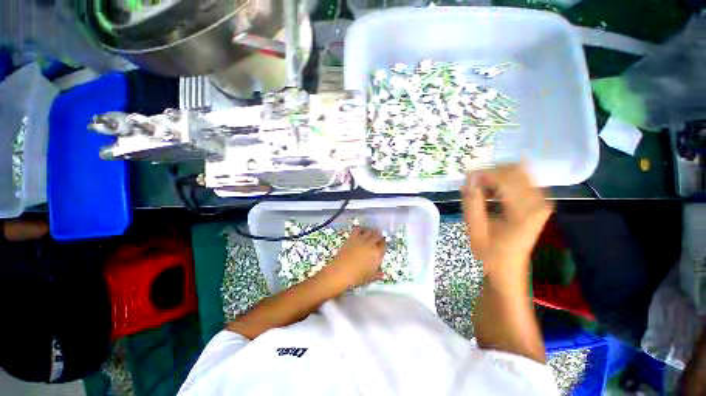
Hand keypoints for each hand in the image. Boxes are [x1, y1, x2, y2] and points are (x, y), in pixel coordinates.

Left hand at [324, 227, 385, 288]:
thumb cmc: (357, 277)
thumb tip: (382, 273)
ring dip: (371, 231)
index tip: (382, 244)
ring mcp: (361, 239)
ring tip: (370, 233)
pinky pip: (358, 229)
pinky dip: (360, 229)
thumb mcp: (370, 277)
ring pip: (369, 231)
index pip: (384, 245)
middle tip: (377, 237)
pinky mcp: (352, 237)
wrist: (342, 271)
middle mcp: (371, 244)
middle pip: (378, 235)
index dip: (383, 243)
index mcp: (377, 254)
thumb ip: (377, 274)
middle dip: (378, 235)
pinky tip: (360, 231)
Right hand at [461, 164, 552, 290]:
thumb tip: (468, 180)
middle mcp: (538, 202)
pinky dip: (502, 183)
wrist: (508, 269)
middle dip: (490, 173)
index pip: (505, 178)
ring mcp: (541, 202)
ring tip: (479, 190)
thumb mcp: (476, 230)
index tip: (466, 179)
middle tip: (472, 184)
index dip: (484, 174)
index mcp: (524, 211)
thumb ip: (472, 203)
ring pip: (518, 173)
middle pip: (515, 170)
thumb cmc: (490, 253)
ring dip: (495, 178)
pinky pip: (521, 182)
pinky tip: (490, 194)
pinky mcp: (538, 204)